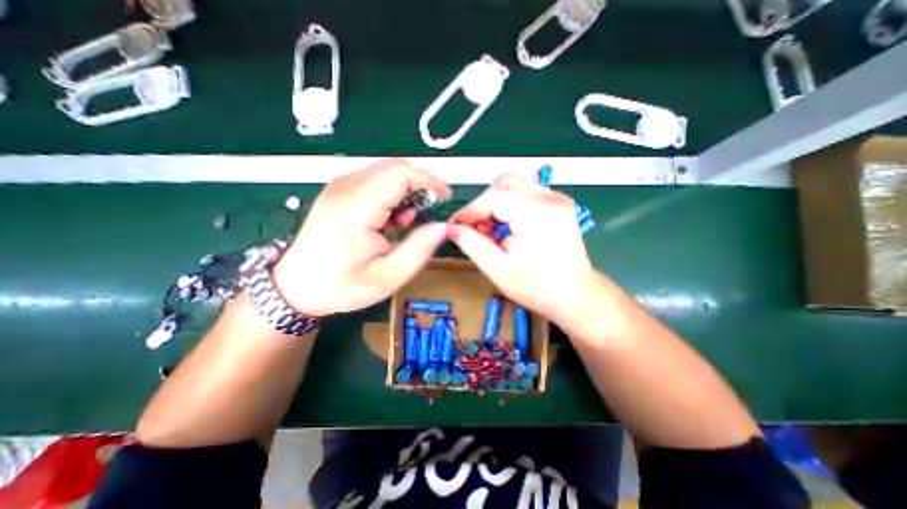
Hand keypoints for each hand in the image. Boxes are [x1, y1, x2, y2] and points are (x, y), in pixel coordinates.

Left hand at [271, 158, 451, 317]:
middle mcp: (345, 189)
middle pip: (392, 167)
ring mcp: (339, 188)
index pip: (398, 174)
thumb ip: (418, 250)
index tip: (445, 197)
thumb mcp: (388, 277)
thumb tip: (442, 226)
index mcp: (355, 209)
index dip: (428, 180)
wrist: (296, 288)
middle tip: (431, 210)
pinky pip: (373, 182)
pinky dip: (391, 195)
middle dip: (419, 184)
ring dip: (406, 191)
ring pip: (384, 173)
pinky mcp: (338, 193)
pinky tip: (391, 220)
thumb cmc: (341, 285)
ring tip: (408, 222)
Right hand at [448, 174, 600, 333]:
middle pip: (504, 184)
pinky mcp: (558, 204)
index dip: (469, 211)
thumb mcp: (496, 268)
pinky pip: (525, 194)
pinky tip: (508, 228)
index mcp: (536, 211)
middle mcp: (549, 197)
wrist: (576, 296)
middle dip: (483, 205)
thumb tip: (451, 227)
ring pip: (514, 186)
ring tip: (492, 231)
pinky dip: (510, 206)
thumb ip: (470, 243)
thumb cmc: (536, 287)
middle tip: (476, 230)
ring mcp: (556, 198)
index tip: (454, 227)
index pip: (492, 197)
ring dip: (496, 204)